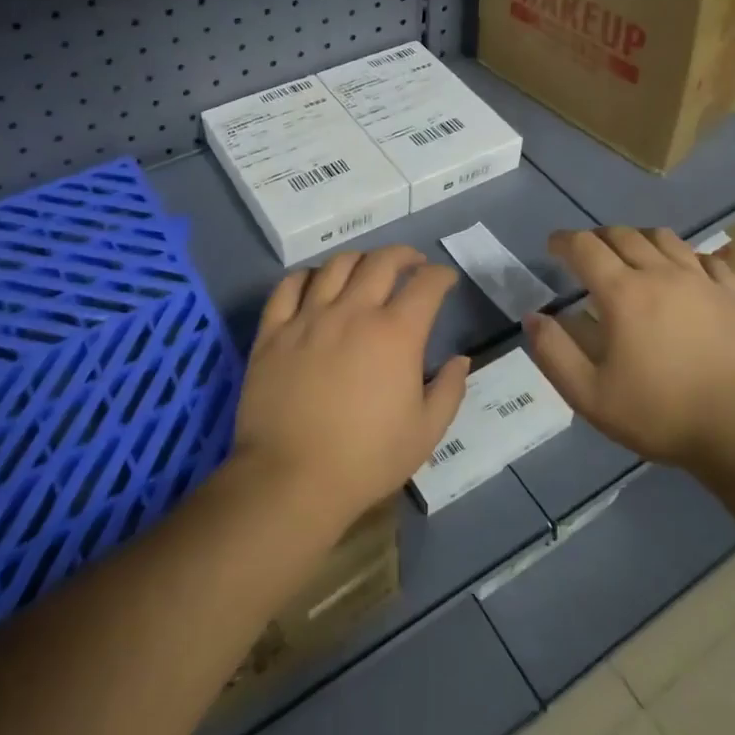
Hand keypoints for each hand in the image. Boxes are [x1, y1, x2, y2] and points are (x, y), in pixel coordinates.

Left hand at [231, 246, 469, 531]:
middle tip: (412, 263)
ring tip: (366, 269)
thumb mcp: (426, 433)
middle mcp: (353, 312)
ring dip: (359, 260)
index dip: (441, 276)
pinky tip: (315, 282)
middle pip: (381, 261)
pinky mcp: (274, 332)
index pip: (426, 285)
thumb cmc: (366, 459)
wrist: (291, 479)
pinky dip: (307, 276)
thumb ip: (449, 390)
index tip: (445, 279)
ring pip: (335, 266)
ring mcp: (309, 318)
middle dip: (404, 255)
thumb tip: (461, 360)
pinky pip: (288, 287)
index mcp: (396, 334)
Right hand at [523, 227, 734, 472]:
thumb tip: (534, 317)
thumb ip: (555, 353)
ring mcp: (702, 281)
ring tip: (631, 255)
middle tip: (587, 253)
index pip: (585, 247)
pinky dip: (684, 257)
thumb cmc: (662, 414)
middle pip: (623, 235)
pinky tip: (683, 273)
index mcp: (623, 294)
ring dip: (638, 239)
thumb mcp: (591, 396)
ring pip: (664, 238)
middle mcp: (661, 273)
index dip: (563, 241)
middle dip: (597, 237)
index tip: (552, 246)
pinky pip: (705, 259)